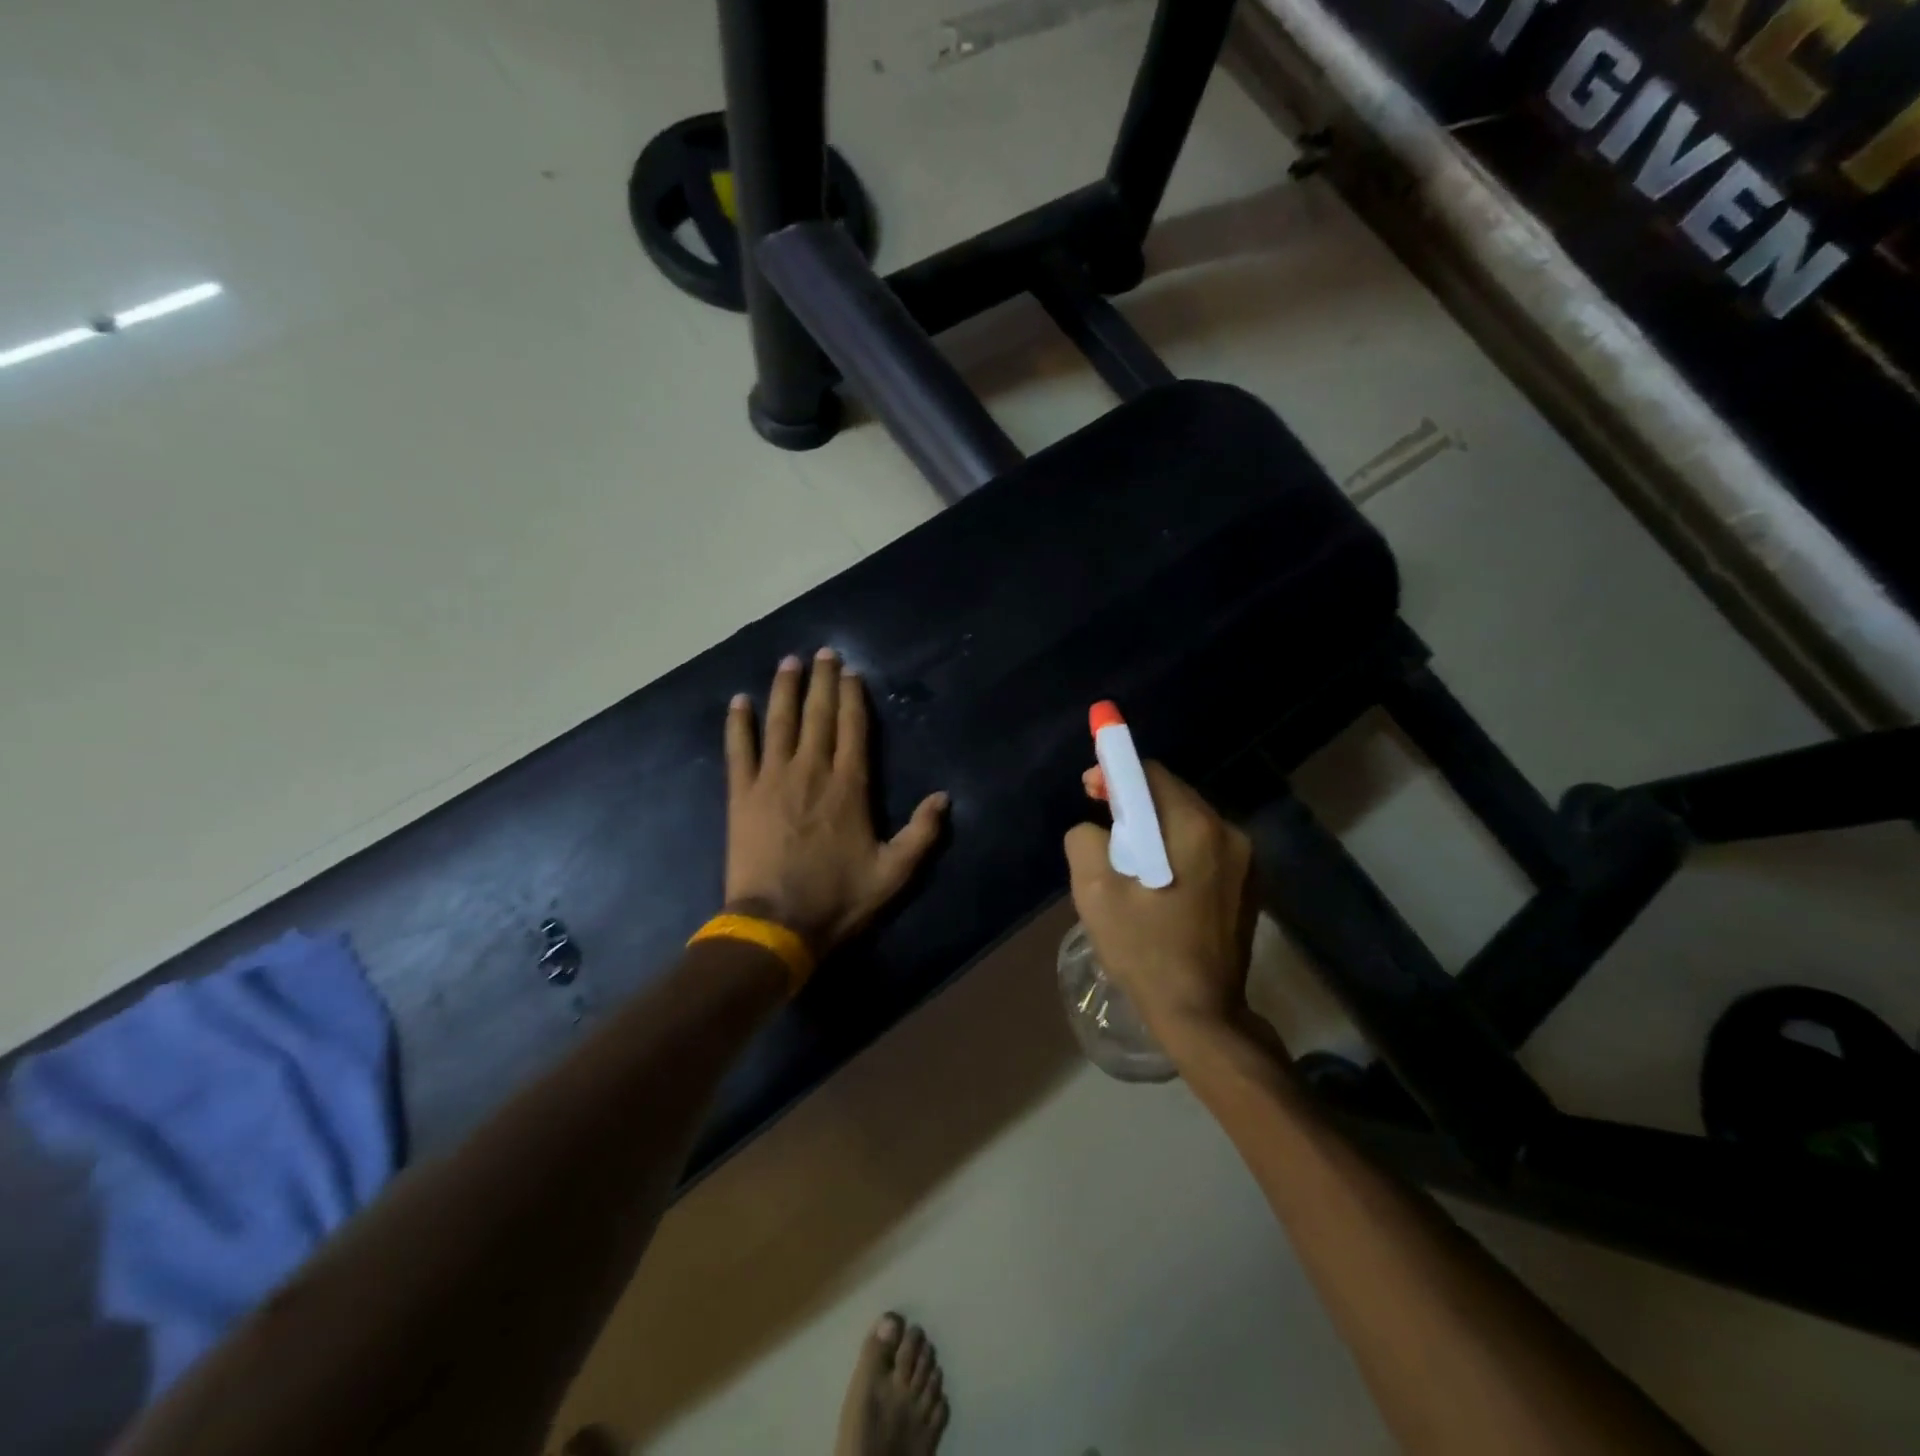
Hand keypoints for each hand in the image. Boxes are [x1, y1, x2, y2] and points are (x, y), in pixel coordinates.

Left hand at [724, 649, 948, 956]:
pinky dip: (738, 724)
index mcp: (849, 786)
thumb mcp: (894, 873)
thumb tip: (944, 797)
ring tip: (788, 662)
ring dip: (785, 689)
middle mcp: (812, 770)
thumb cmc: (838, 898)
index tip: (851, 671)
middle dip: (822, 681)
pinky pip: (739, 750)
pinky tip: (738, 701)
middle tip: (823, 652)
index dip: (853, 697)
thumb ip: (922, 834)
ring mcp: (773, 779)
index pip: (854, 728)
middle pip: (818, 715)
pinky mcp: (742, 794)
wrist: (777, 924)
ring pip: (780, 722)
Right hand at [1064, 761, 1255, 1039]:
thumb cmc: (1145, 950)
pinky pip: (1205, 848)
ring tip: (1126, 859)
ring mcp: (1247, 861)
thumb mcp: (1095, 892)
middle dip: (1134, 801)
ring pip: (1189, 822)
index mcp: (1195, 828)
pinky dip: (1177, 850)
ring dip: (1155, 827)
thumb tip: (1097, 830)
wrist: (1201, 1014)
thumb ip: (1086, 839)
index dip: (1115, 773)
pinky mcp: (1249, 885)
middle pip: (1173, 795)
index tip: (1090, 790)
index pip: (1152, 774)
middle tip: (1103, 826)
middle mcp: (1230, 833)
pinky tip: (1157, 882)